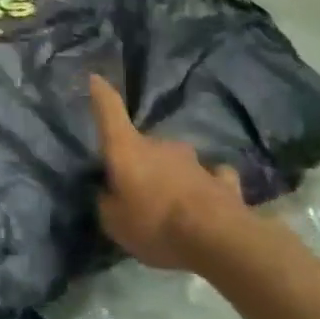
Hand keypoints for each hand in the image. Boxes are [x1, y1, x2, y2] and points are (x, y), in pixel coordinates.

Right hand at [90, 75, 248, 271]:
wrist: (220, 240)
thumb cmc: (155, 224)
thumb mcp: (114, 221)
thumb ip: (107, 201)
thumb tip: (108, 193)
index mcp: (127, 148)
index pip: (109, 110)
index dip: (101, 94)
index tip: (95, 78)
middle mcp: (160, 145)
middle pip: (144, 144)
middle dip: (140, 160)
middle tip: (137, 189)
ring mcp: (195, 162)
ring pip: (176, 160)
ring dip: (171, 174)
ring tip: (171, 201)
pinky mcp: (223, 182)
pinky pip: (211, 177)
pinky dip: (206, 184)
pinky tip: (206, 199)